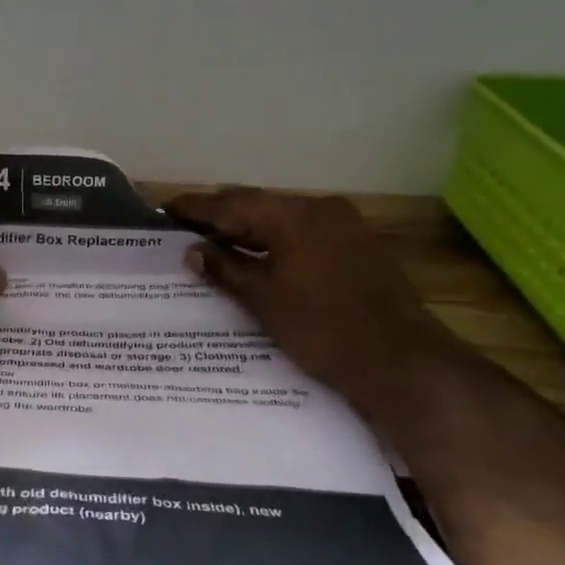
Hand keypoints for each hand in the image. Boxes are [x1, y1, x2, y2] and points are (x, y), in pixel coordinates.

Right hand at [164, 189, 450, 404]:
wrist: (398, 360)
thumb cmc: (322, 328)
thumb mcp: (264, 299)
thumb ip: (225, 268)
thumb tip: (193, 250)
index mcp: (294, 215)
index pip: (232, 204)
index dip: (197, 208)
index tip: (166, 209)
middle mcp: (321, 209)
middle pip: (259, 205)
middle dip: (221, 216)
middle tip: (185, 226)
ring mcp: (345, 227)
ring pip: (283, 220)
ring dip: (249, 230)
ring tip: (213, 242)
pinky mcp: (357, 248)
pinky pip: (303, 235)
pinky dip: (275, 242)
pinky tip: (256, 257)